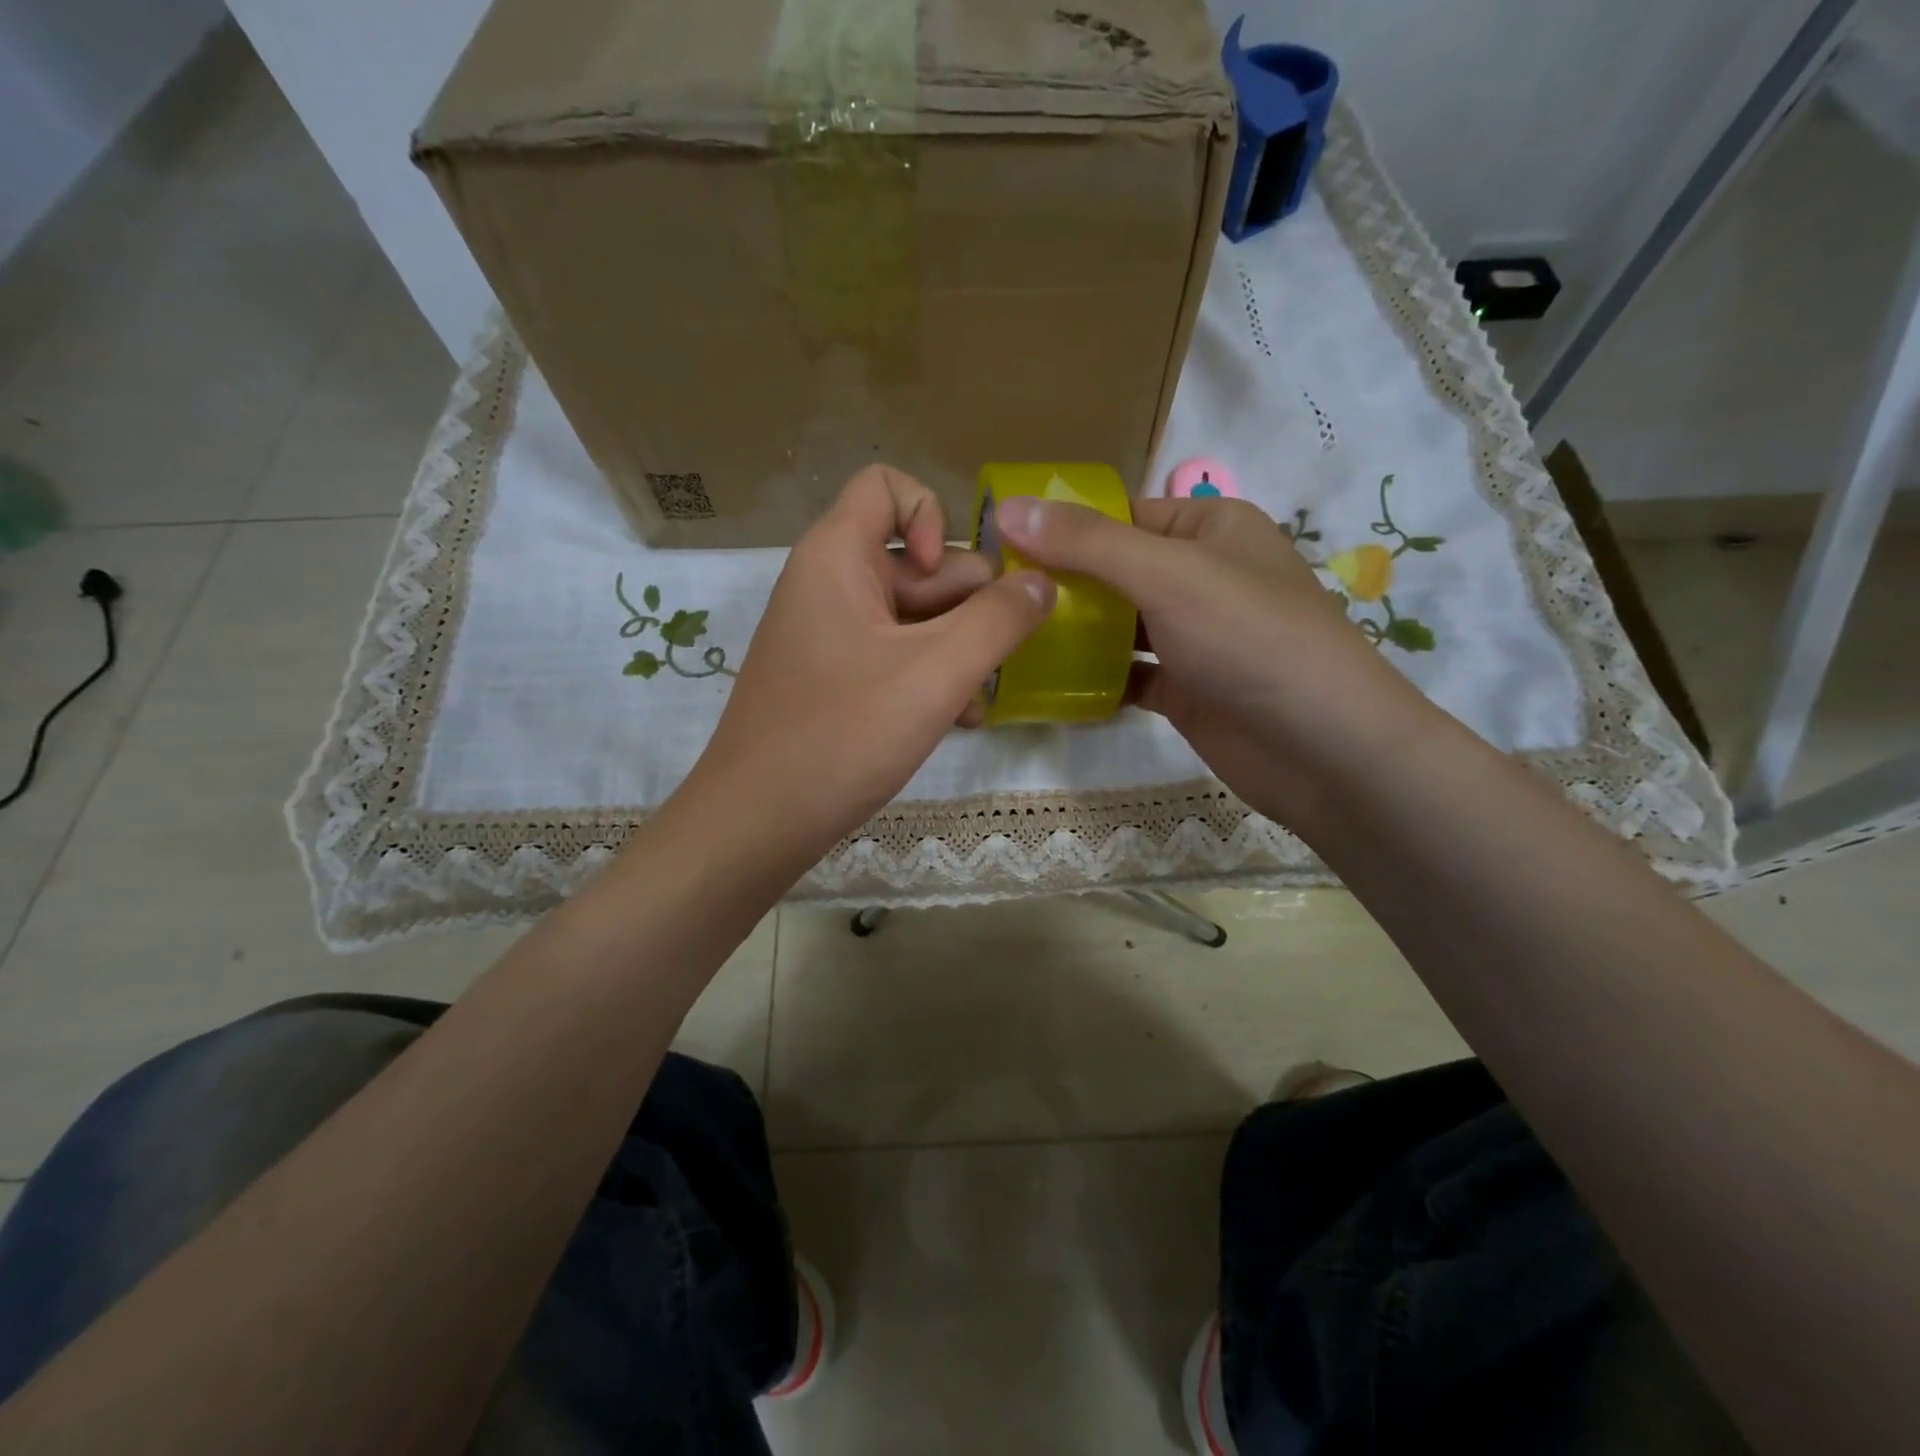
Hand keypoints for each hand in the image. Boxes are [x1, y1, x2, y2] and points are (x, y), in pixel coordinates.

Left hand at [683, 466, 1054, 868]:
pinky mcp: (835, 679)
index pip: (887, 487)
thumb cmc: (842, 735)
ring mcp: (832, 636)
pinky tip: (955, 722)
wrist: (758, 822)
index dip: (932, 517)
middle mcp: (830, 584)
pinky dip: (928, 678)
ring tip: (974, 703)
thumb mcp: (935, 674)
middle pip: (917, 561)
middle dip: (966, 607)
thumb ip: (998, 621)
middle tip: (992, 661)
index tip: (948, 581)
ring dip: (956, 651)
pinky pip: (895, 655)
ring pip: (914, 617)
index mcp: (836, 557)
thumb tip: (1042, 582)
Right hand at [991, 493, 1435, 834]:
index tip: (998, 546)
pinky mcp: (1187, 689)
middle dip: (1060, 584)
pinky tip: (1048, 686)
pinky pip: (1128, 675)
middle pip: (1115, 570)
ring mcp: (1195, 637)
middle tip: (993, 599)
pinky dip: (1094, 679)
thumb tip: (1008, 508)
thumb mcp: (1167, 573)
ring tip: (1008, 640)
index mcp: (1210, 527)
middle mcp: (1202, 576)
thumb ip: (1087, 543)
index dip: (1062, 526)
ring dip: (1072, 634)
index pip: (1121, 514)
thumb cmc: (1249, 637)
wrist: (1320, 748)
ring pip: (1119, 625)